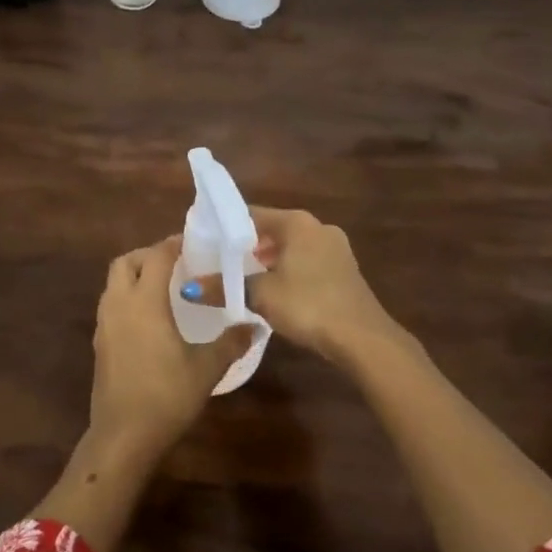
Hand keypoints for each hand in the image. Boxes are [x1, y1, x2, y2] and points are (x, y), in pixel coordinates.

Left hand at [88, 237, 251, 461]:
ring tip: (164, 288)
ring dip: (135, 275)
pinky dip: (128, 298)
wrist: (122, 436)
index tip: (193, 244)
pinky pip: (111, 304)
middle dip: (148, 255)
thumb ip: (231, 342)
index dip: (173, 245)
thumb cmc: (166, 396)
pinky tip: (150, 319)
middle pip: (125, 262)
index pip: (156, 256)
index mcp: (144, 301)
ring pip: (114, 283)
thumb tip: (256, 325)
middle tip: (176, 264)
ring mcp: (104, 324)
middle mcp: (119, 304)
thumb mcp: (206, 368)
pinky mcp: (99, 343)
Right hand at [185, 208, 401, 367]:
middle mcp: (318, 227)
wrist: (363, 338)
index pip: (252, 214)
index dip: (227, 227)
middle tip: (221, 264)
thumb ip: (224, 287)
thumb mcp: (260, 296)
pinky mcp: (345, 270)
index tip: (207, 242)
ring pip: (292, 247)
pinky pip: (308, 262)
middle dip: (248, 246)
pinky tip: (276, 292)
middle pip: (273, 230)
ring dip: (269, 261)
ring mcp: (336, 248)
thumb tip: (188, 288)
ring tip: (244, 280)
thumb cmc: (308, 304)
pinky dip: (289, 271)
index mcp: (297, 222)